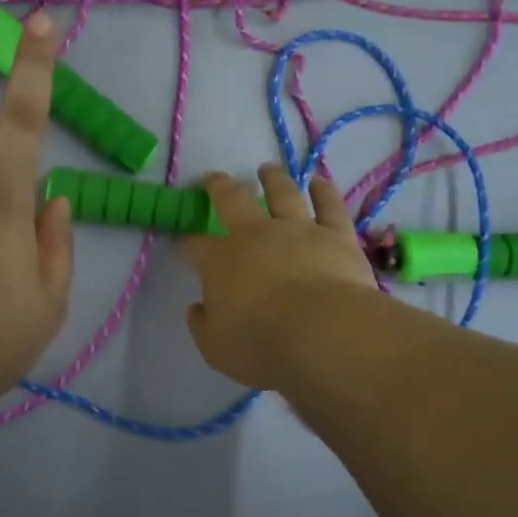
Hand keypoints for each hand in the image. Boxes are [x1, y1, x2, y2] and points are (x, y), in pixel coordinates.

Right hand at [178, 165, 376, 389]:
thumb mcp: (216, 347)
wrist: (323, 333)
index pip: (195, 247)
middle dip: (220, 188)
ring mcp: (298, 230)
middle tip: (214, 178)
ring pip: (282, 194)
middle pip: (233, 201)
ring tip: (267, 169)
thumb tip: (197, 308)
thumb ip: (203, 325)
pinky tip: (319, 181)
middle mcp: (256, 235)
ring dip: (272, 179)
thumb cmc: (261, 343)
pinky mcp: (336, 235)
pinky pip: (330, 205)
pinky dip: (324, 191)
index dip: (185, 245)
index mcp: (221, 261)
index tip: (180, 246)